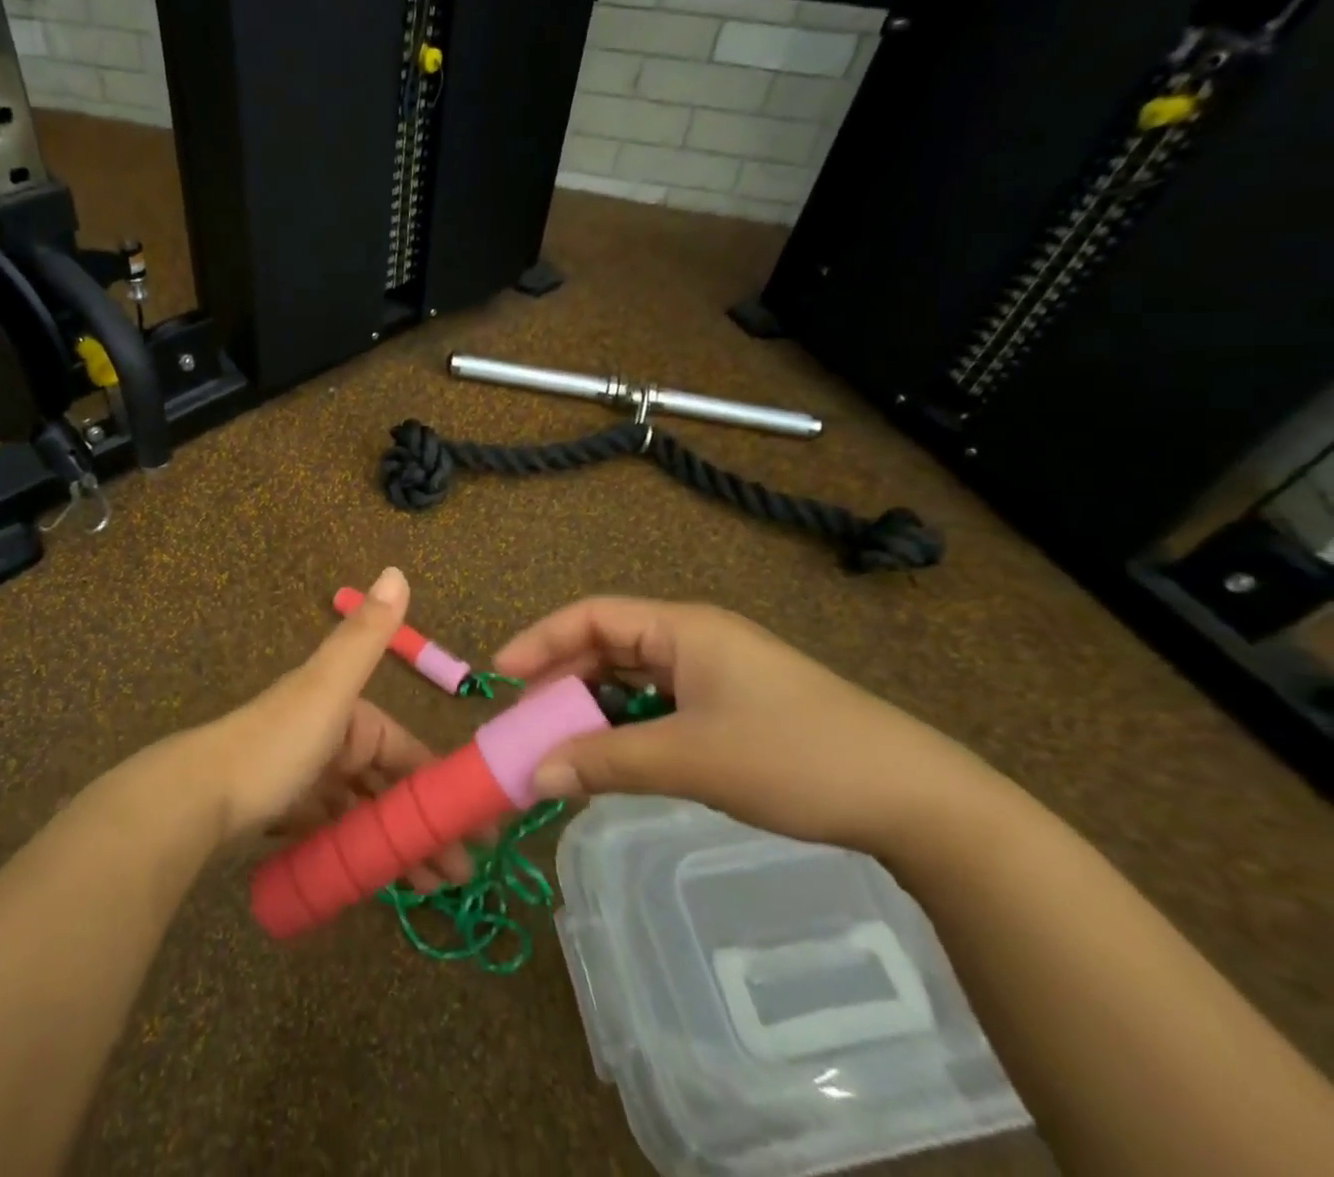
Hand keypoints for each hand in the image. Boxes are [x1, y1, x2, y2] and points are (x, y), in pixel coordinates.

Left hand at [202, 567, 475, 889]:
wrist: (197, 797)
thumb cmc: (277, 743)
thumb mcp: (328, 686)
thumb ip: (365, 636)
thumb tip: (398, 570)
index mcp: (349, 712)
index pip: (407, 749)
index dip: (440, 784)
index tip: (475, 825)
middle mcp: (332, 741)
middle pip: (388, 786)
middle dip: (423, 824)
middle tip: (459, 873)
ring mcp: (309, 779)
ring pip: (365, 813)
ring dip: (397, 844)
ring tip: (432, 888)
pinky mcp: (288, 814)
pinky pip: (336, 833)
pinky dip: (360, 851)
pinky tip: (382, 880)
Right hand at [495, 599, 994, 855]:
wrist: (916, 800)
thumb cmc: (795, 756)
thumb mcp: (691, 759)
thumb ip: (606, 763)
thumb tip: (534, 777)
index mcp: (683, 628)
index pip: (592, 616)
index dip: (541, 640)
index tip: (501, 676)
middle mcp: (693, 640)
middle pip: (607, 646)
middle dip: (562, 681)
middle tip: (526, 723)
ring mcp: (714, 675)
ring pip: (632, 681)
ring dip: (594, 710)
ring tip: (562, 746)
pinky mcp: (730, 708)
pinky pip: (659, 707)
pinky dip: (627, 729)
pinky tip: (615, 760)